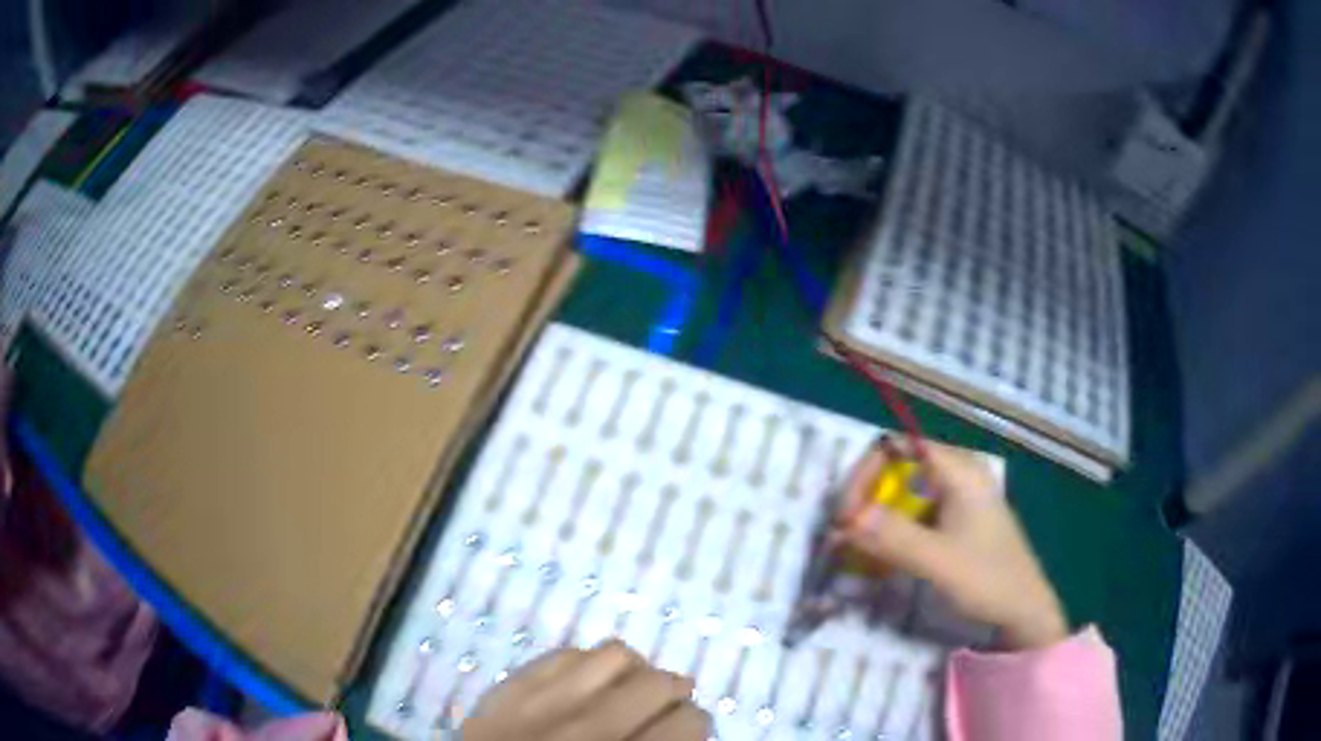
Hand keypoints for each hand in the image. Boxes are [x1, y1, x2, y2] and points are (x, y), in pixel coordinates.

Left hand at [461, 641, 709, 740]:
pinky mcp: (510, 687)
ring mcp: (544, 701)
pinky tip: (586, 684)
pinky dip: (585, 665)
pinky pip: (564, 653)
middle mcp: (590, 727)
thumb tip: (687, 728)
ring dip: (632, 670)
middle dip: (672, 694)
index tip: (687, 729)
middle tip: (663, 707)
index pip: (688, 721)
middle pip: (658, 683)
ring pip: (615, 654)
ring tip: (627, 687)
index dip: (695, 724)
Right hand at [834, 436, 1067, 649]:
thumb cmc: (988, 580)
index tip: (844, 514)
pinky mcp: (954, 522)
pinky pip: (913, 515)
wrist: (1023, 611)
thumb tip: (846, 518)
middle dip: (866, 497)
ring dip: (875, 516)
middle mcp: (957, 476)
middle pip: (898, 468)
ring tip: (853, 547)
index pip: (899, 447)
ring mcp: (957, 499)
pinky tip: (878, 557)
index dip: (865, 473)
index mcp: (959, 472)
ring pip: (903, 493)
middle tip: (843, 532)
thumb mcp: (939, 561)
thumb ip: (895, 538)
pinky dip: (891, 531)